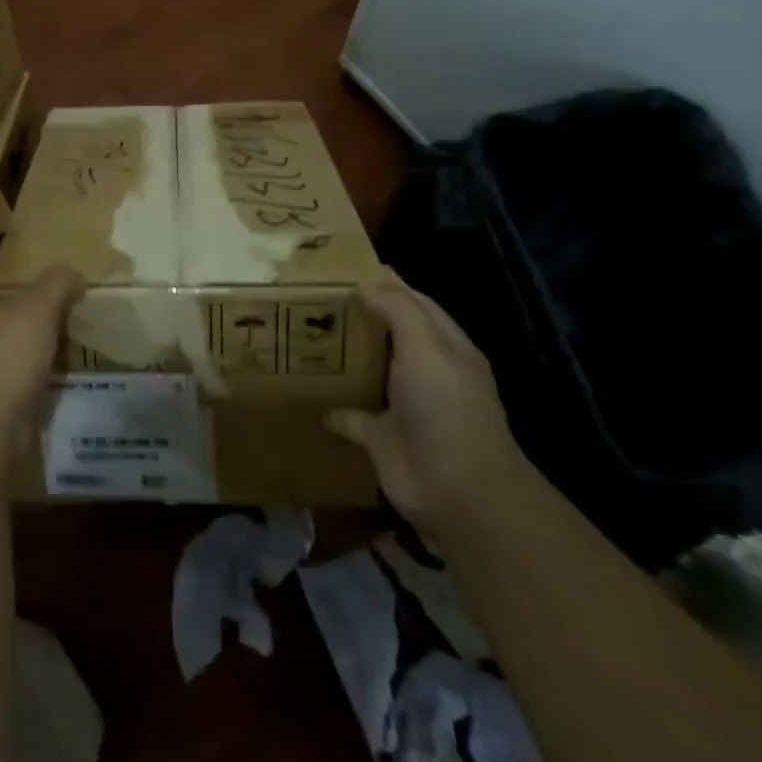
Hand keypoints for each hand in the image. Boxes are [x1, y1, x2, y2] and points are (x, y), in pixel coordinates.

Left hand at [0, 257, 82, 434]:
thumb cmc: (1, 356)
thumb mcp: (37, 308)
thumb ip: (58, 283)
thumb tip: (72, 274)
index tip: (9, 263)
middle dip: (15, 294)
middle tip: (50, 289)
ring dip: (27, 327)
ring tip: (64, 320)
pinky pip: (11, 363)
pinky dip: (32, 359)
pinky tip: (61, 355)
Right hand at [327, 278, 532, 529]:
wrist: (460, 492)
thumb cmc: (446, 408)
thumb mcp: (426, 347)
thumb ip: (398, 309)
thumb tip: (364, 283)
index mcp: (444, 346)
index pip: (413, 302)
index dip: (384, 283)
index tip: (342, 269)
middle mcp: (425, 372)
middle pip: (388, 334)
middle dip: (357, 316)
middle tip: (311, 297)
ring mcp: (404, 407)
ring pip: (368, 372)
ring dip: (341, 358)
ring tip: (300, 334)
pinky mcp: (381, 439)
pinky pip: (349, 417)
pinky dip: (330, 408)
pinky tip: (304, 393)